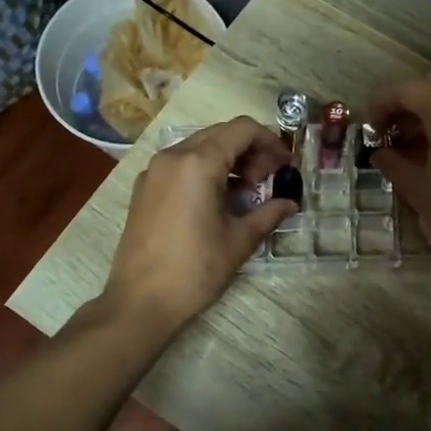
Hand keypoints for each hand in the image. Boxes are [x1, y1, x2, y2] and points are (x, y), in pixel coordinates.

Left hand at [103, 117, 293, 332]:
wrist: (140, 301)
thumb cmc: (194, 270)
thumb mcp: (239, 241)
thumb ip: (268, 214)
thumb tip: (290, 204)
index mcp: (198, 163)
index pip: (242, 129)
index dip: (270, 141)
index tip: (285, 165)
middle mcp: (172, 156)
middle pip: (221, 134)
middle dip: (251, 150)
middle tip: (269, 180)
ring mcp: (154, 171)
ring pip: (199, 147)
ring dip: (228, 159)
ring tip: (246, 191)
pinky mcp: (144, 188)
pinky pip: (181, 164)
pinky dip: (205, 170)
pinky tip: (217, 200)